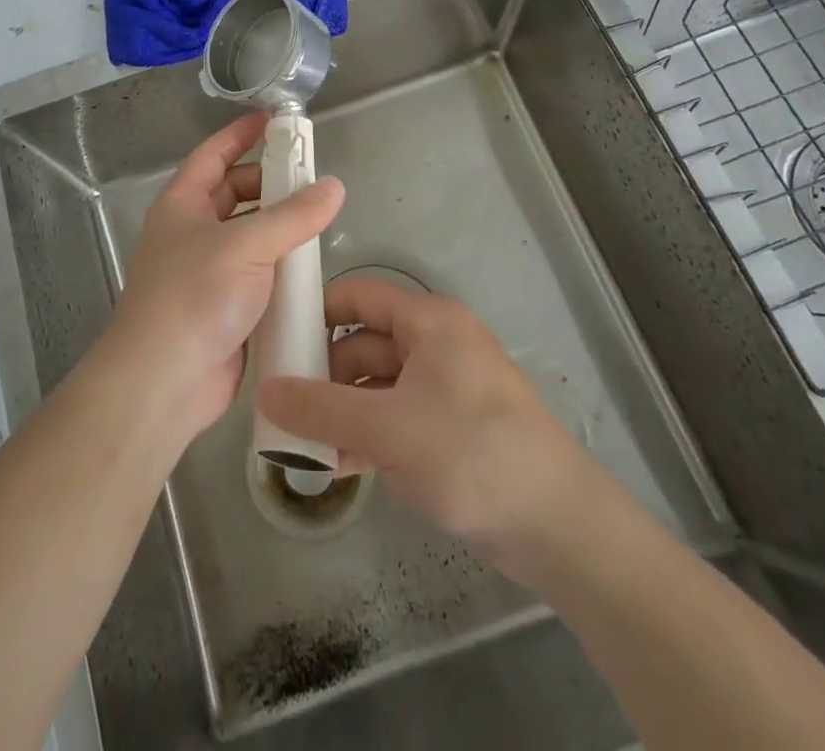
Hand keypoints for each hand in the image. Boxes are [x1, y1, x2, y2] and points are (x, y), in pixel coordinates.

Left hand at [105, 112, 344, 440]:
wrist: (165, 382)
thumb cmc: (195, 296)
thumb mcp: (246, 246)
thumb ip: (293, 216)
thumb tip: (333, 186)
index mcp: (183, 205)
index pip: (213, 155)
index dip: (240, 134)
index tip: (273, 120)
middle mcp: (192, 232)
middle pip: (234, 193)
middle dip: (269, 182)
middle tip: (310, 177)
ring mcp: (207, 271)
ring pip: (249, 235)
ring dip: (279, 226)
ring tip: (319, 218)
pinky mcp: (225, 306)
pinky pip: (258, 273)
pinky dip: (280, 265)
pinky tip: (311, 266)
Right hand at [258, 279, 598, 577]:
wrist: (558, 526)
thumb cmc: (471, 454)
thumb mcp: (388, 429)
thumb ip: (322, 408)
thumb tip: (266, 390)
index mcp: (429, 322)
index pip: (359, 296)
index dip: (317, 312)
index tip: (277, 342)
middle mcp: (436, 344)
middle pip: (365, 343)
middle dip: (325, 376)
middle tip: (283, 408)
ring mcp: (445, 387)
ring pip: (378, 385)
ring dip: (343, 412)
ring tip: (303, 445)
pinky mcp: (451, 427)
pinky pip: (397, 417)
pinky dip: (369, 435)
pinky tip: (340, 466)